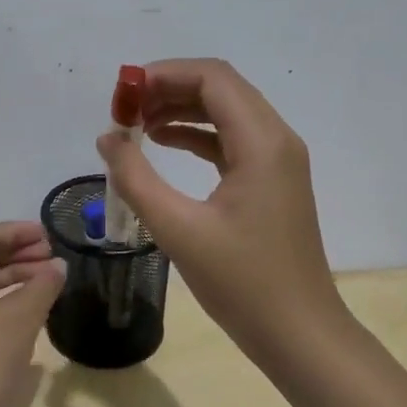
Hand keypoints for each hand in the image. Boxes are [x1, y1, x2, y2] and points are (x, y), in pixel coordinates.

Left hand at [0, 221, 65, 406]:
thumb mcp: (21, 318)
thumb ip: (43, 285)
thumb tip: (58, 266)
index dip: (18, 232)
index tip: (48, 236)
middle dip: (18, 252)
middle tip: (52, 256)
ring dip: (14, 275)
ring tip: (49, 280)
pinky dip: (5, 297)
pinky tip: (31, 308)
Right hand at [97, 58, 349, 367]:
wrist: (299, 333)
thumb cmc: (242, 282)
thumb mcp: (178, 229)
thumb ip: (136, 177)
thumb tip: (107, 137)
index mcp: (262, 142)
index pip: (212, 77)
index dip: (163, 74)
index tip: (121, 94)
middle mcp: (276, 139)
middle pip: (220, 88)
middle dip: (168, 89)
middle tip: (123, 110)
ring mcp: (278, 160)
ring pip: (226, 112)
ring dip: (181, 109)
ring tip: (135, 126)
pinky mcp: (272, 181)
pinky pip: (232, 139)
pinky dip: (197, 134)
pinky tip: (164, 145)